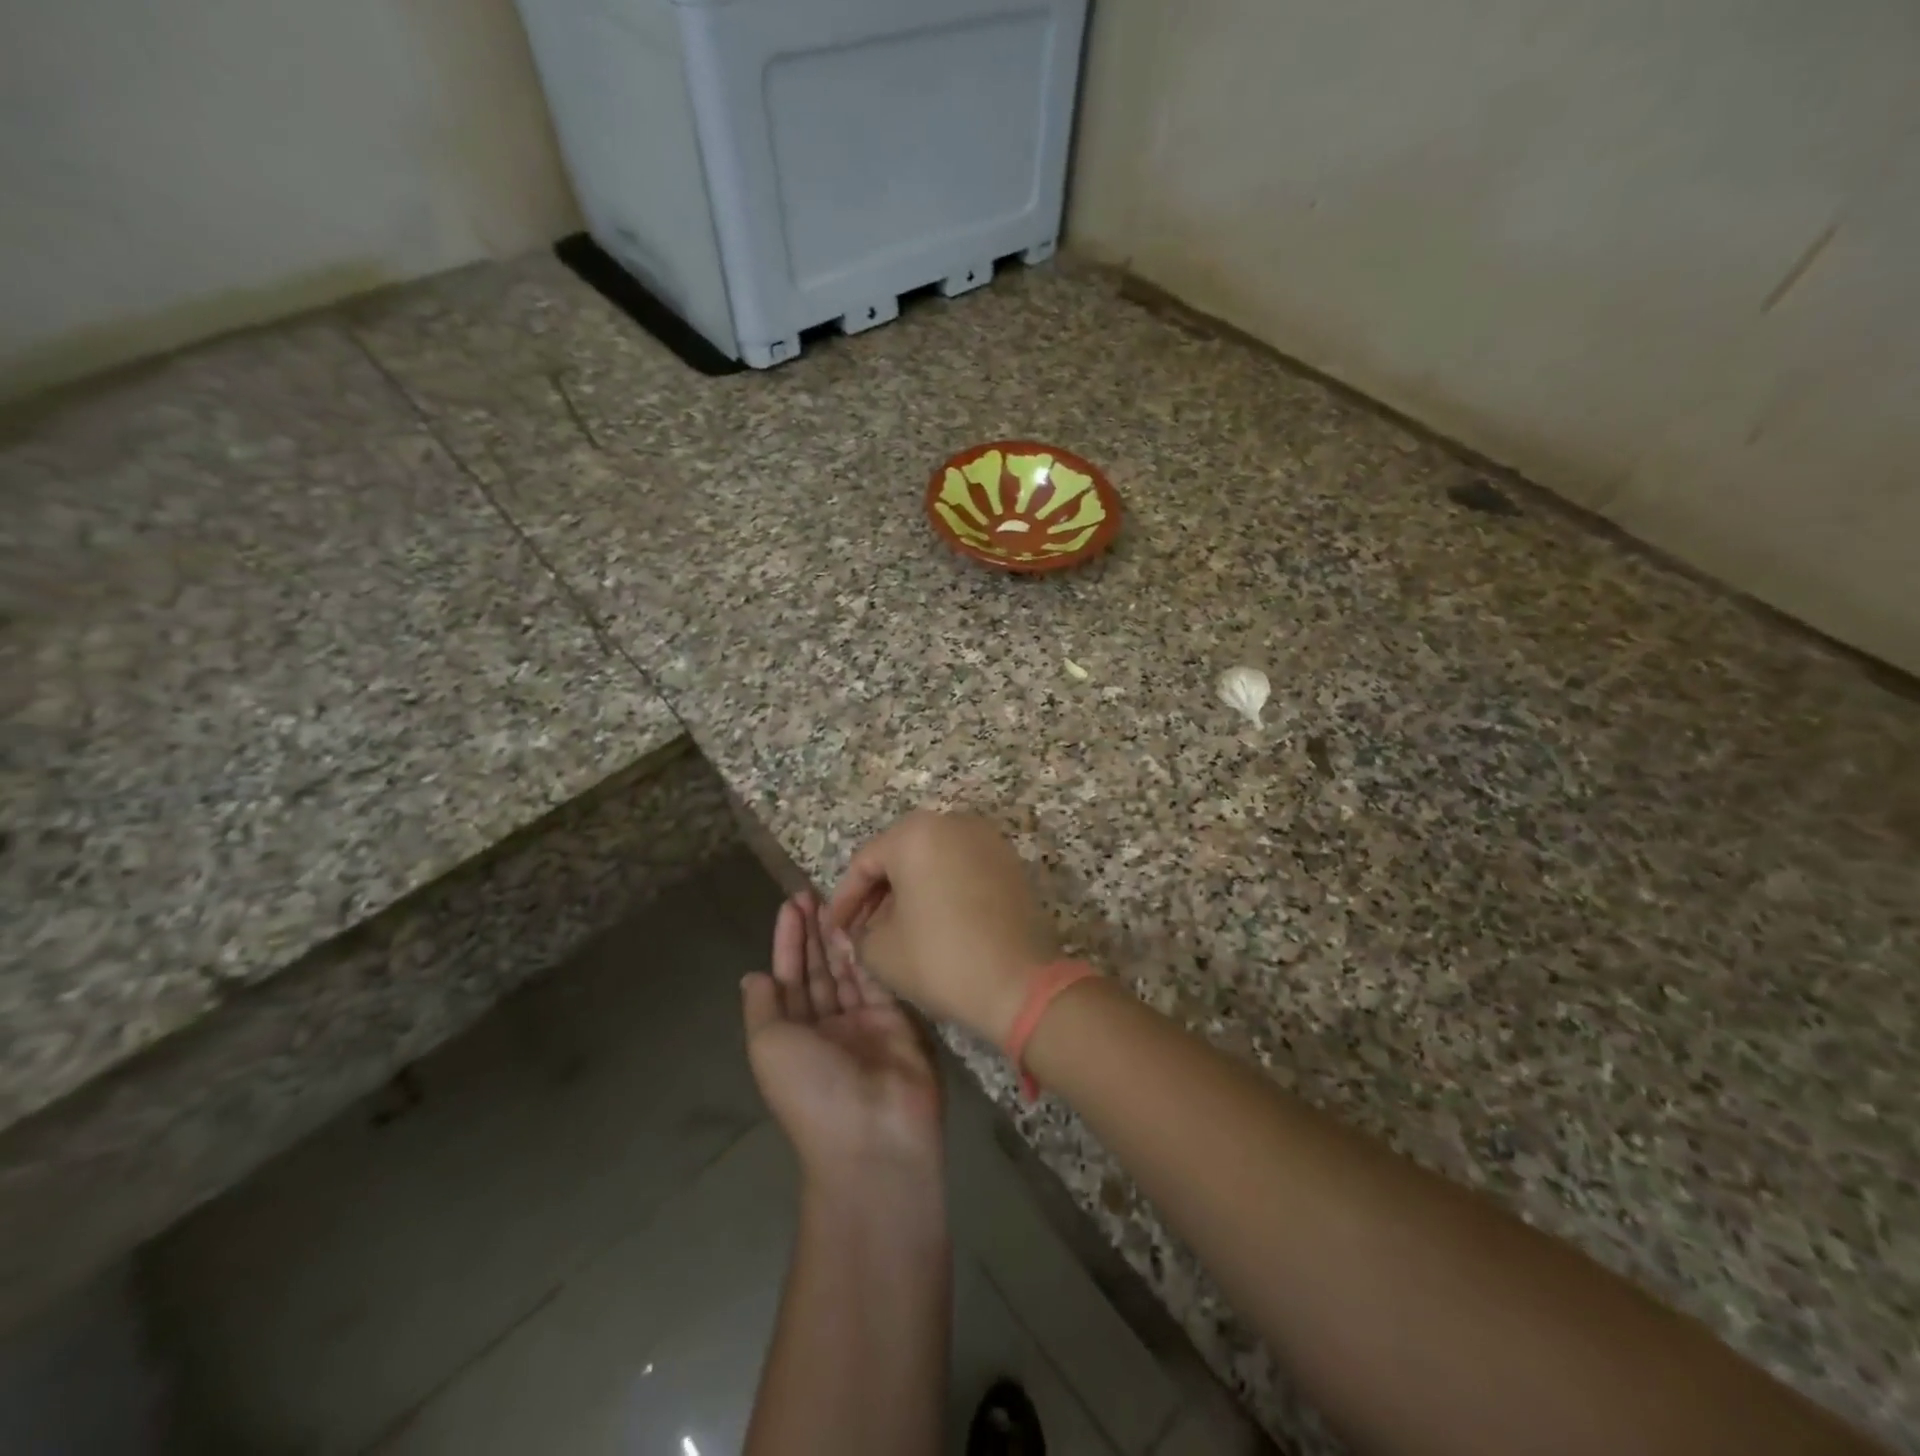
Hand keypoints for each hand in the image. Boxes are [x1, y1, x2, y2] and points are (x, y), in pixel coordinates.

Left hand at [742, 892, 943, 1185]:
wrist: (873, 1135)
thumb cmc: (811, 1089)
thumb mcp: (769, 1047)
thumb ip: (763, 1007)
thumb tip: (753, 976)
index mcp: (793, 1036)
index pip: (788, 978)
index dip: (788, 941)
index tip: (792, 904)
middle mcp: (826, 1027)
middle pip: (817, 970)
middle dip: (813, 932)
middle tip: (814, 891)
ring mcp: (862, 1022)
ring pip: (847, 969)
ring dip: (839, 935)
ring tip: (837, 898)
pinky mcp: (896, 1019)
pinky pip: (877, 979)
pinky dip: (868, 951)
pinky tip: (863, 922)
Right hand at [824, 811, 1059, 1043]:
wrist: (1020, 982)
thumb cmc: (941, 958)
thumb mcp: (880, 951)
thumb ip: (859, 931)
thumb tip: (862, 928)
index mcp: (915, 833)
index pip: (865, 862)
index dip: (844, 899)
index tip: (835, 930)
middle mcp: (952, 822)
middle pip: (900, 855)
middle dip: (877, 893)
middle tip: (862, 929)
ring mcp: (986, 838)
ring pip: (932, 860)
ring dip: (910, 890)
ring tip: (895, 928)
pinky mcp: (1009, 861)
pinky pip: (962, 868)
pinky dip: (942, 889)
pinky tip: (933, 922)